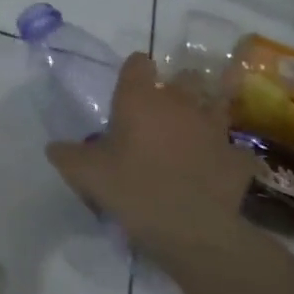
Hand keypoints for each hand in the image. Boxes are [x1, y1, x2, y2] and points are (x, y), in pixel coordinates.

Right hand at [45, 53, 258, 267]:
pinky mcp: (238, 158)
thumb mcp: (84, 174)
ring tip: (191, 131)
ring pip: (215, 105)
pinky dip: (224, 155)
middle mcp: (181, 103)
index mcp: (141, 99)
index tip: (126, 88)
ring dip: (204, 112)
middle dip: (175, 87)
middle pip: (185, 77)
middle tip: (159, 111)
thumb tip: (55, 147)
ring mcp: (215, 129)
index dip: (133, 71)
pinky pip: (233, 149)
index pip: (139, 63)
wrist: (193, 230)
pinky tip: (214, 169)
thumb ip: (66, 154)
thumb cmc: (133, 189)